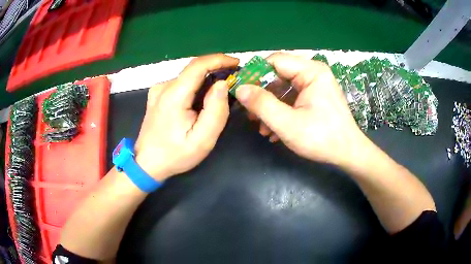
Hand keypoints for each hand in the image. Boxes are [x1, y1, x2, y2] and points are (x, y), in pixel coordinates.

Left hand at [134, 54, 238, 180]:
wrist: (147, 164)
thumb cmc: (175, 155)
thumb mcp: (202, 139)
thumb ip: (216, 111)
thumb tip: (222, 84)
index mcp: (174, 95)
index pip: (198, 65)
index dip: (219, 59)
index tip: (237, 63)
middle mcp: (164, 87)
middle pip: (194, 70)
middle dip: (216, 70)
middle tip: (234, 81)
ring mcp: (158, 90)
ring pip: (188, 77)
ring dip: (206, 80)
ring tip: (220, 94)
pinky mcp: (157, 95)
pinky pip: (181, 84)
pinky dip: (195, 87)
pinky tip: (201, 101)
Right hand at [235, 53, 365, 165]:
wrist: (348, 153)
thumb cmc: (322, 138)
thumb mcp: (288, 123)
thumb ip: (262, 104)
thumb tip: (240, 89)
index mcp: (311, 71)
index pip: (275, 61)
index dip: (255, 74)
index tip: (241, 91)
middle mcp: (314, 72)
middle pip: (278, 75)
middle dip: (262, 95)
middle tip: (249, 113)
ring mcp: (316, 85)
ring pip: (284, 88)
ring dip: (270, 107)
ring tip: (261, 127)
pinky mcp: (316, 96)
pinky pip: (293, 97)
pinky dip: (282, 111)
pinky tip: (274, 130)